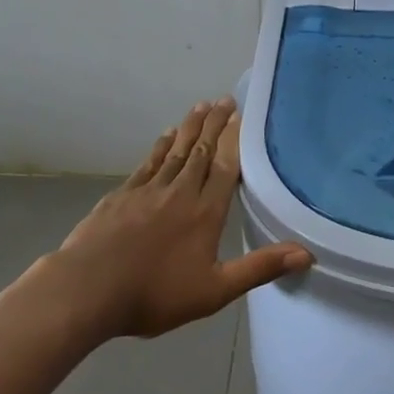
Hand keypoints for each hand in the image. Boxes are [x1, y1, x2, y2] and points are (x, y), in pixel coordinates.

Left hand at [38, 97, 310, 338]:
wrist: (86, 291)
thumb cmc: (154, 294)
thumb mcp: (214, 290)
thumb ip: (259, 268)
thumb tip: (307, 253)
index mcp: (206, 212)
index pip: (226, 167)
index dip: (235, 140)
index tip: (242, 115)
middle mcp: (180, 192)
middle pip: (202, 151)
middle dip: (215, 125)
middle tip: (224, 99)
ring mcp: (148, 191)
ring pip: (176, 151)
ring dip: (190, 128)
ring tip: (201, 107)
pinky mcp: (122, 196)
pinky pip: (148, 163)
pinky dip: (160, 147)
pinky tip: (166, 137)